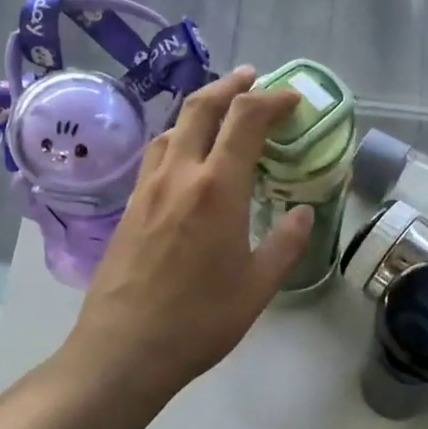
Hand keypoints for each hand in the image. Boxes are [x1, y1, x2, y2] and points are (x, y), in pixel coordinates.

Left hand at [61, 67, 312, 402]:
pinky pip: (157, 154)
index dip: (272, 100)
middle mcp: (178, 176)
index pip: (245, 120)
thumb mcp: (258, 287)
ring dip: (201, 109)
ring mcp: (147, 189)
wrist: (124, 349)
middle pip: (201, 107)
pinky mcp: (129, 207)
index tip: (293, 99)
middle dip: (231, 86)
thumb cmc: (199, 321)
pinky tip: (189, 158)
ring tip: (223, 114)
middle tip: (254, 80)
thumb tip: (303, 212)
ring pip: (174, 127)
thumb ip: (286, 244)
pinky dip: (181, 138)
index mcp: (217, 189)